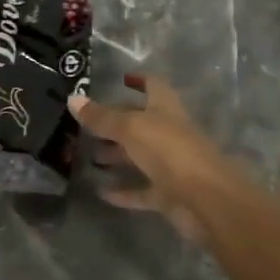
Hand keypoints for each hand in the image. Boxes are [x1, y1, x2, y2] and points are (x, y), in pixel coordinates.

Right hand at [71, 74, 230, 241]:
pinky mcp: (169, 194)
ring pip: (139, 156)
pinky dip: (124, 191)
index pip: (153, 85)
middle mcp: (169, 132)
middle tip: (86, 126)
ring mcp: (170, 164)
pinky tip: (101, 192)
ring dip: (117, 156)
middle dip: (116, 122)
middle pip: (140, 122)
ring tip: (87, 157)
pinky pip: (142, 190)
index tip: (120, 78)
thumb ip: (102, 117)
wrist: (207, 200)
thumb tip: (73, 98)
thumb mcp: (130, 128)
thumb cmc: (170, 151)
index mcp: (165, 108)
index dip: (139, 79)